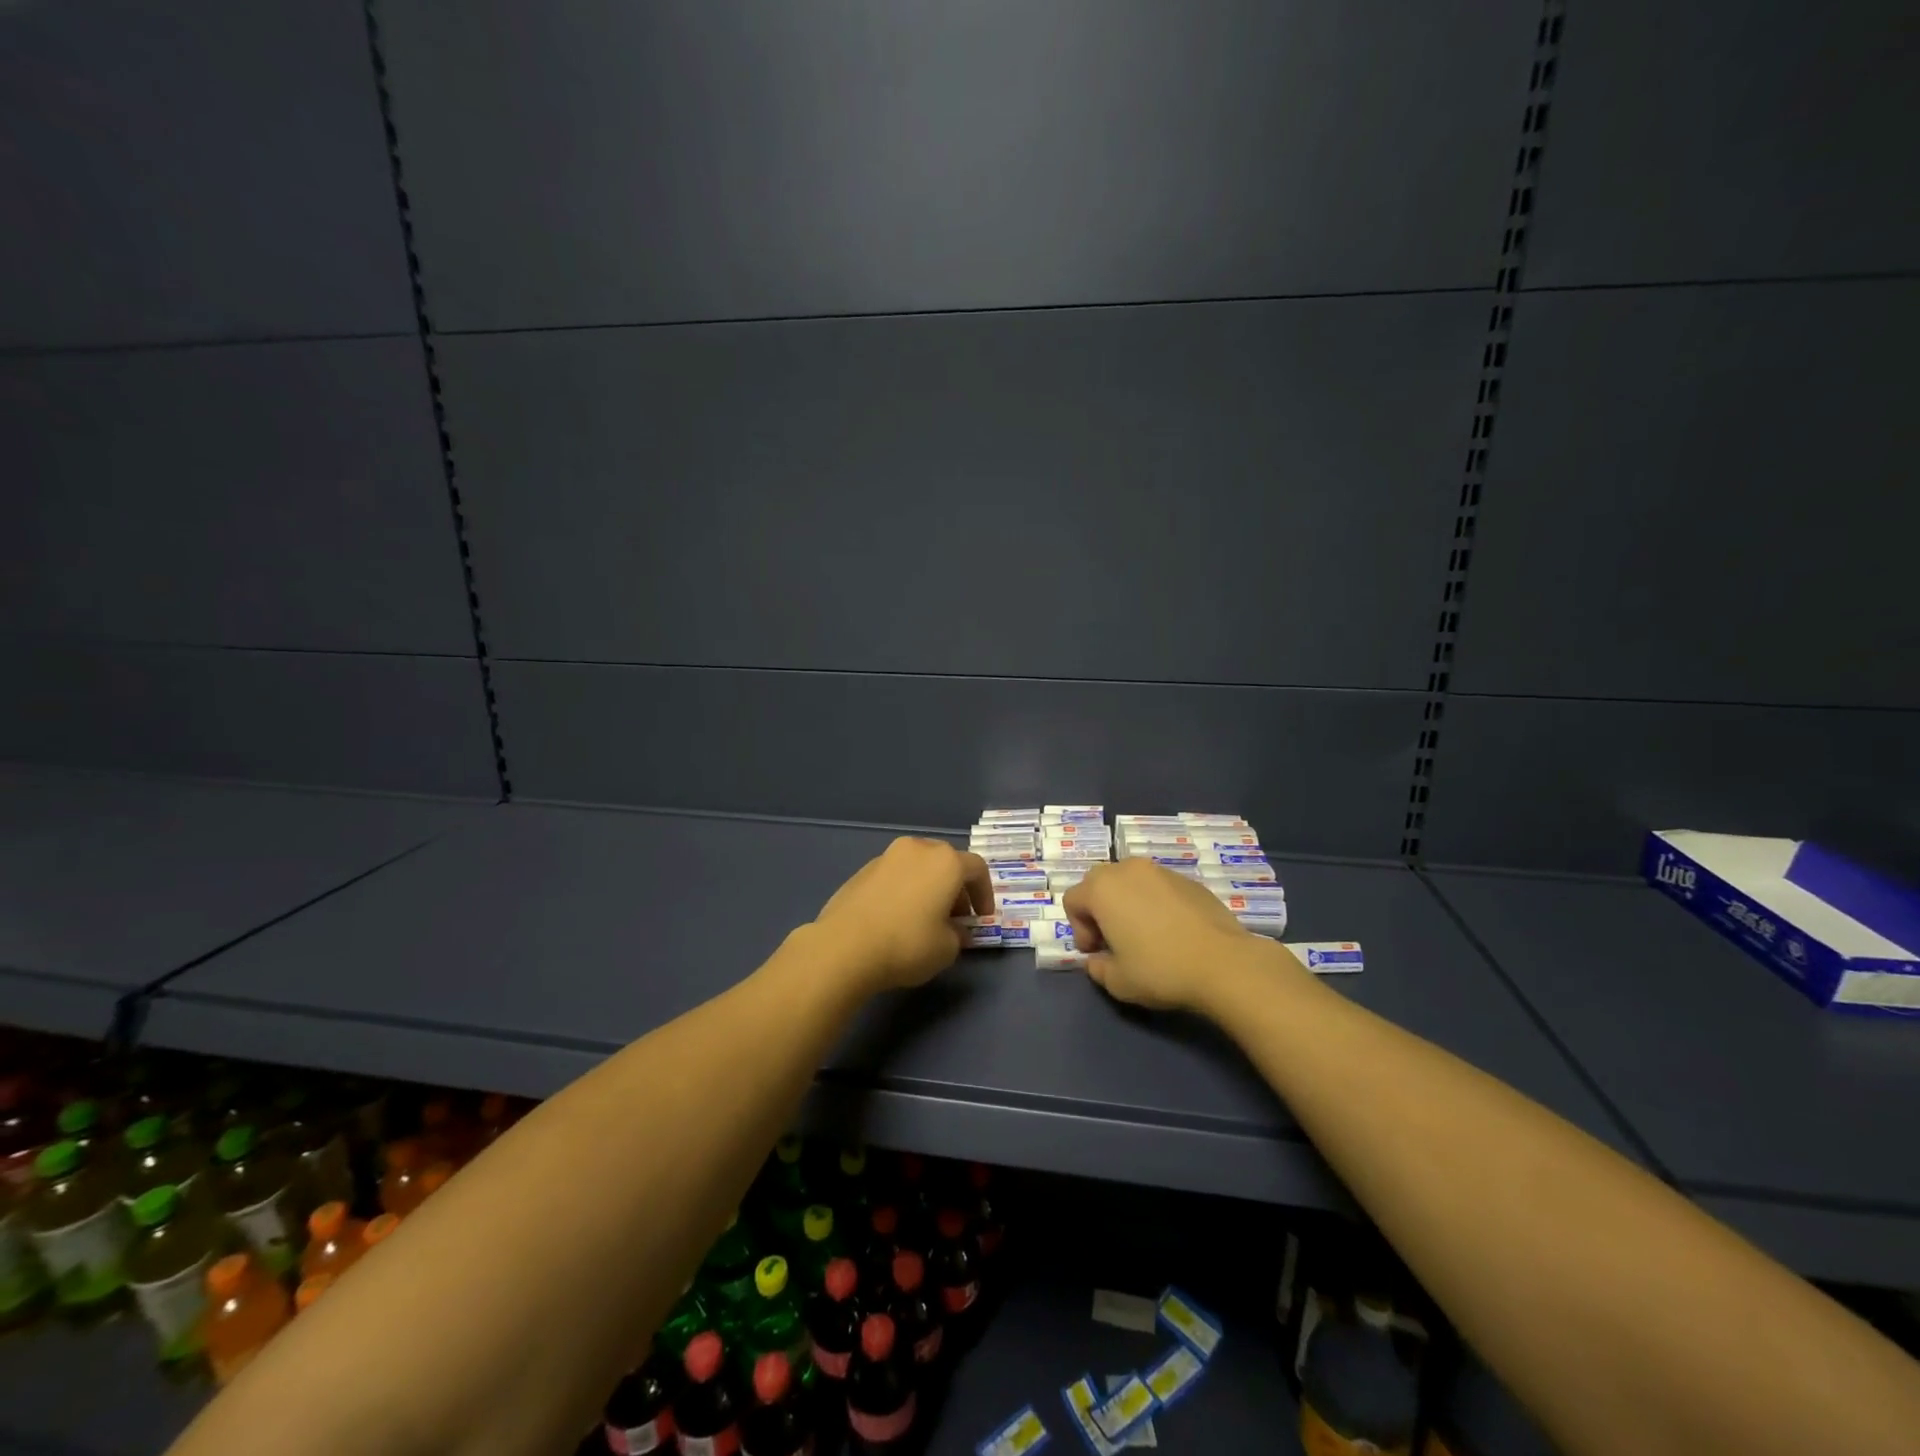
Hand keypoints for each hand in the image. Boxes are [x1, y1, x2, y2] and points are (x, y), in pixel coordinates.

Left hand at [813, 838, 993, 992]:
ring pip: (918, 867)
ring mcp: (886, 857)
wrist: (844, 947)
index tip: (981, 919)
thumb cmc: (907, 944)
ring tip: (924, 919)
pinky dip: (904, 890)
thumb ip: (959, 935)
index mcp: (945, 862)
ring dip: (928, 887)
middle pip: (946, 862)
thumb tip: (955, 930)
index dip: (985, 894)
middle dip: (956, 889)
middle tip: (955, 918)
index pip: (977, 869)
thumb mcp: (947, 948)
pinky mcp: (862, 870)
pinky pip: (895, 876)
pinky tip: (896, 919)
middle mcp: (917, 849)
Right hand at [1063, 859, 1276, 1012]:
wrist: (1224, 963)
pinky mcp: (1189, 880)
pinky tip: (1173, 933)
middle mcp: (1128, 869)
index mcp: (1102, 888)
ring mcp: (1161, 871)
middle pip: (1099, 884)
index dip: (1079, 929)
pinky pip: (1159, 888)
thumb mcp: (1116, 981)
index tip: (1097, 953)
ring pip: (1131, 883)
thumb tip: (1099, 959)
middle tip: (1115, 942)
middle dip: (1100, 911)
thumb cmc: (1160, 969)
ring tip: (1146, 936)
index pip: (1073, 900)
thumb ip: (1097, 967)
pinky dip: (1156, 904)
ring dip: (1128, 904)